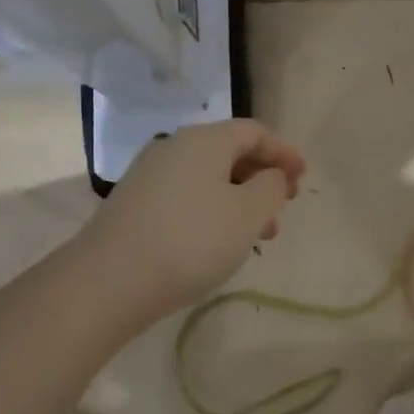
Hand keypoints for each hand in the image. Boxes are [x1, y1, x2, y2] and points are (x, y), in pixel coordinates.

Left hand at [83, 119, 305, 325]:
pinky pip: (188, 197)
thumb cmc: (192, 240)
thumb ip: (271, 187)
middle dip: (262, 179)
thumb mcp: (247, 214)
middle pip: (230, 153)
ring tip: (260, 236)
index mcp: (204, 140)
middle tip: (284, 208)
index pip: (254, 132)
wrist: (110, 281)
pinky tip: (221, 242)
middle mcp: (174, 148)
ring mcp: (150, 176)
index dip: (284, 152)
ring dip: (240, 200)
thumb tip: (272, 175)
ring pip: (209, 179)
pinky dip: (214, 211)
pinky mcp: (136, 205)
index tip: (303, 176)